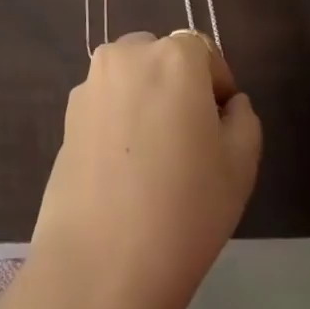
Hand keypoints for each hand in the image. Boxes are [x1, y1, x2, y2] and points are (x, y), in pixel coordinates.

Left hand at [30, 31, 261, 308]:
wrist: (104, 257)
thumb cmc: (187, 207)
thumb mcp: (240, 165)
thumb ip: (243, 119)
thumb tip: (229, 104)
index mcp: (173, 57)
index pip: (203, 51)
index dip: (217, 84)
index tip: (220, 125)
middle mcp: (127, 54)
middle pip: (160, 56)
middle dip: (177, 85)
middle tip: (188, 139)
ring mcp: (91, 82)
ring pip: (129, 76)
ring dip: (144, 97)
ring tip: (153, 155)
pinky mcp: (67, 112)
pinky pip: (104, 101)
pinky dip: (117, 118)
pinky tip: (123, 166)